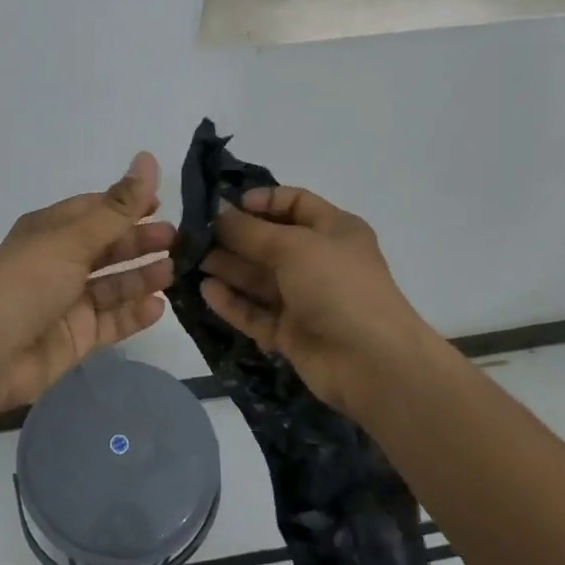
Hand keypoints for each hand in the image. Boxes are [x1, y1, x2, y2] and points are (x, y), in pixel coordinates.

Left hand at [0, 152, 174, 412]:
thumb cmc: (28, 283)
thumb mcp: (74, 239)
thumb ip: (117, 207)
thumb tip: (147, 157)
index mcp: (51, 231)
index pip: (96, 210)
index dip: (128, 205)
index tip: (162, 204)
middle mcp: (60, 262)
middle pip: (108, 247)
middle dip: (140, 242)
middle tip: (177, 242)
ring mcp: (69, 301)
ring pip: (114, 285)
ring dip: (142, 277)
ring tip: (172, 273)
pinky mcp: (77, 336)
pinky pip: (112, 320)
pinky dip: (134, 313)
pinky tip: (158, 307)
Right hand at [200, 185, 430, 412]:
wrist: (372, 363)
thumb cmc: (337, 286)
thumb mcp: (293, 246)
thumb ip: (250, 231)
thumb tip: (218, 212)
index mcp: (334, 230)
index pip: (295, 203)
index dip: (262, 201)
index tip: (227, 205)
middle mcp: (319, 261)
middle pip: (270, 241)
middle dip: (235, 236)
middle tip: (194, 234)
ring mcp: (305, 299)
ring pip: (259, 278)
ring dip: (228, 267)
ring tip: (191, 259)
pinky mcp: (291, 332)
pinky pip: (256, 312)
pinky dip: (232, 301)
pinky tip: (205, 291)